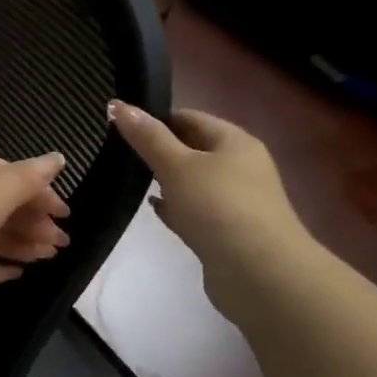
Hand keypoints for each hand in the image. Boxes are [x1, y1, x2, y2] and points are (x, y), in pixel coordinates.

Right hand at [108, 101, 315, 319]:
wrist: (259, 273)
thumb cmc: (218, 207)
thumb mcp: (177, 165)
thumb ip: (147, 137)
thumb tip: (117, 104)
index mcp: (234, 141)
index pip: (191, 118)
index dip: (158, 119)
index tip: (123, 127)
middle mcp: (241, 167)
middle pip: (195, 149)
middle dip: (161, 150)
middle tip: (122, 153)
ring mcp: (237, 202)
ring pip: (195, 182)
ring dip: (169, 181)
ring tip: (133, 179)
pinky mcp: (229, 232)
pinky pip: (197, 211)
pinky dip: (177, 208)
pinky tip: (155, 210)